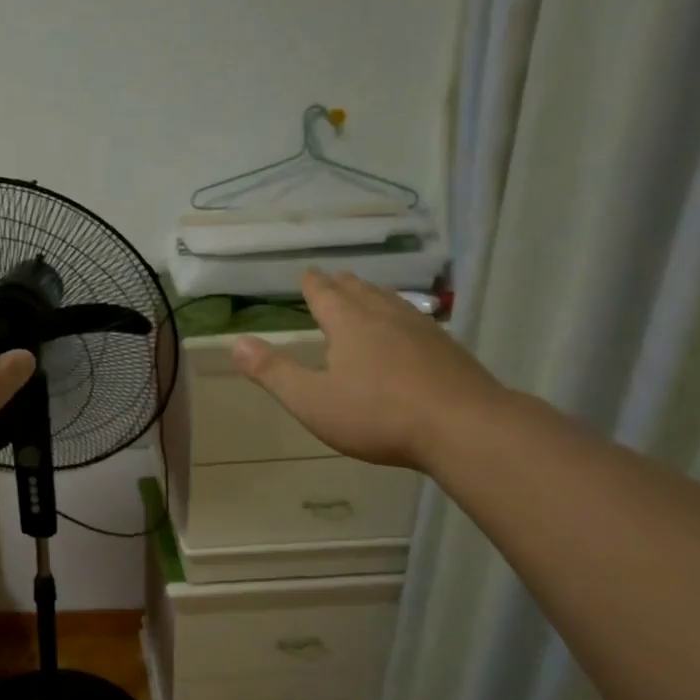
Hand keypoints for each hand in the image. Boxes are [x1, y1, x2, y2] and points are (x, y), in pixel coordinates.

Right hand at [232, 271, 504, 470]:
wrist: (463, 427)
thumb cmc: (377, 415)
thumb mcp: (312, 400)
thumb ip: (273, 372)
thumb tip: (236, 344)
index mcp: (350, 325)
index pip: (325, 296)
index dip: (313, 284)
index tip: (307, 272)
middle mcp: (386, 317)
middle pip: (361, 292)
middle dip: (343, 285)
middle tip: (335, 277)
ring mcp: (422, 331)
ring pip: (392, 303)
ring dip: (375, 295)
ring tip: (369, 293)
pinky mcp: (448, 350)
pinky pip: (417, 320)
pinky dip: (403, 315)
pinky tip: (410, 328)